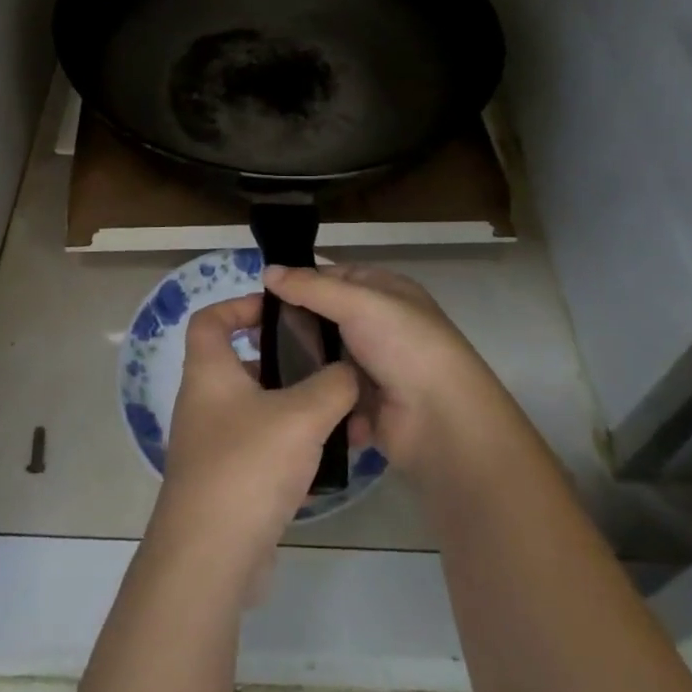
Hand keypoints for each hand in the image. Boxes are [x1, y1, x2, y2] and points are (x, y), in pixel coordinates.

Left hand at [151, 293, 358, 577]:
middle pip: (243, 364)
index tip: (280, 310)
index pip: (210, 319)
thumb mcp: (302, 416)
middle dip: (287, 362)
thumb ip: (334, 385)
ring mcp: (214, 446)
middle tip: (327, 365)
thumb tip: (349, 373)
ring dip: (298, 410)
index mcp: (209, 372)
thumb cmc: (248, 466)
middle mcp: (205, 403)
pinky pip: (264, 451)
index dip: (241, 305)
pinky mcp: (228, 483)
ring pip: (260, 410)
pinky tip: (331, 462)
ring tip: (342, 415)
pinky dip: (294, 450)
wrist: (210, 559)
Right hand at [262, 263, 506, 479]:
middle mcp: (379, 326)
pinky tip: (282, 397)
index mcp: (385, 292)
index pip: (334, 278)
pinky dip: (314, 396)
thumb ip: (311, 288)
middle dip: (292, 325)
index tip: (259, 293)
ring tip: (257, 368)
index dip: (300, 282)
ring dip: (299, 363)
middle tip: (250, 332)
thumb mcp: (359, 303)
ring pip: (324, 359)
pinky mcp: (365, 407)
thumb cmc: (404, 345)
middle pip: (325, 319)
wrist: (442, 420)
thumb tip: (267, 270)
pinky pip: (331, 394)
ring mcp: (373, 368)